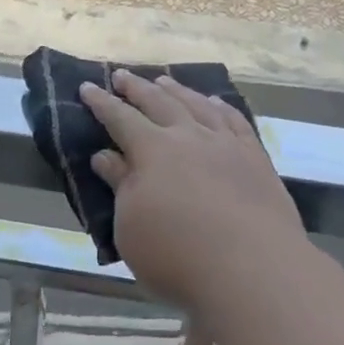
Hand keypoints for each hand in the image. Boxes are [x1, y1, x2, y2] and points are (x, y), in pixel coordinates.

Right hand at [79, 70, 306, 309]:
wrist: (253, 269)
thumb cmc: (177, 256)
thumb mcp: (130, 227)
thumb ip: (120, 186)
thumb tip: (106, 156)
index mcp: (152, 150)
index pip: (120, 118)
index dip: (102, 103)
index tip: (87, 87)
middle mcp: (189, 136)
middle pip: (159, 103)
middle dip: (137, 88)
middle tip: (121, 75)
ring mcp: (226, 144)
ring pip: (198, 105)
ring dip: (177, 90)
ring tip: (164, 80)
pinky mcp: (256, 159)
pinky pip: (235, 121)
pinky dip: (220, 107)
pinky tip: (216, 103)